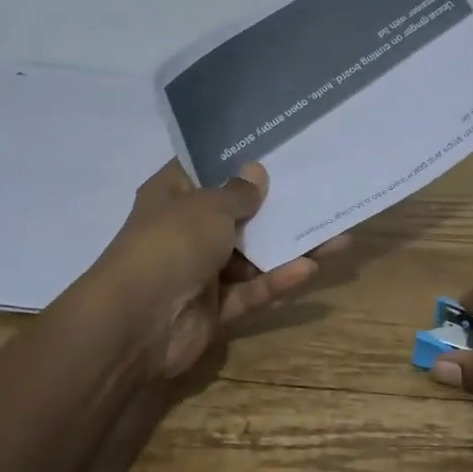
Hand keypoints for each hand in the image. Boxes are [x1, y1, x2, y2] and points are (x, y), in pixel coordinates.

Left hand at [86, 160, 346, 377]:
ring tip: (336, 236)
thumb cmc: (170, 244)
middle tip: (319, 192)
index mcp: (172, 196)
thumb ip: (238, 192)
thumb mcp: (208, 207)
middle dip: (277, 207)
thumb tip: (256, 171)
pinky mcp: (215, 308)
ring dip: (289, 247)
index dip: (238, 158)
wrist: (136, 323)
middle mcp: (186, 230)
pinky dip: (277, 281)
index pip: (206, 169)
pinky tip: (311, 268)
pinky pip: (252, 290)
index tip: (278, 148)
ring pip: (253, 256)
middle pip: (238, 214)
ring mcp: (200, 271)